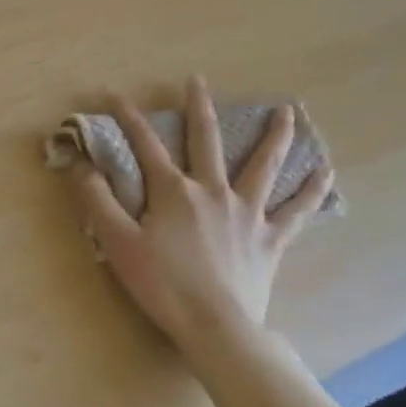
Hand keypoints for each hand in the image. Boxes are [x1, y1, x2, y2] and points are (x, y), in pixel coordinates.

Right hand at [73, 77, 333, 345]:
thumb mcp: (117, 242)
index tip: (113, 94)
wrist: (215, 325)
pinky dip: (312, 189)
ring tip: (288, 111)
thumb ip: (97, 200)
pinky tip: (326, 171)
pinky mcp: (270, 238)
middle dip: (198, 108)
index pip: (145, 145)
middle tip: (197, 81)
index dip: (127, 118)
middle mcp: (213, 191)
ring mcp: (247, 213)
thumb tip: (80, 164)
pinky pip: (297, 209)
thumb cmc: (161, 284)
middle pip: (206, 141)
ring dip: (274, 136)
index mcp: (173, 191)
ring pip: (264, 165)